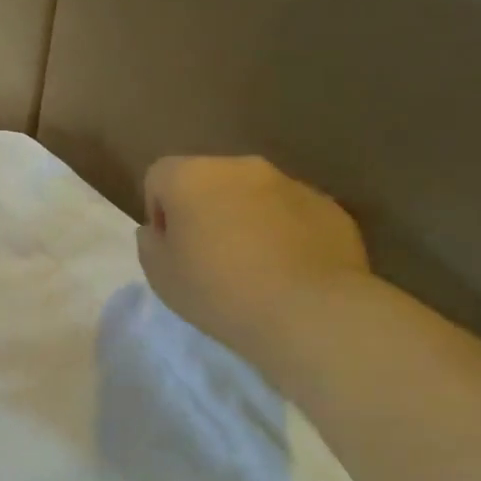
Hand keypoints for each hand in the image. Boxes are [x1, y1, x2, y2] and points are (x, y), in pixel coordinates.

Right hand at [137, 156, 369, 369]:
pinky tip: (288, 273)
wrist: (310, 313)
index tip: (171, 247)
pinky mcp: (330, 208)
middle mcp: (241, 167)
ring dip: (245, 219)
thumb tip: (158, 230)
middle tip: (208, 257)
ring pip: (253, 195)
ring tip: (253, 267)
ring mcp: (291, 184)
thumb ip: (150, 243)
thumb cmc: (218, 290)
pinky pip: (292, 214)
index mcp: (191, 176)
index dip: (158, 211)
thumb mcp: (159, 275)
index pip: (158, 176)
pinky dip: (284, 234)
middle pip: (208, 180)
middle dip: (204, 210)